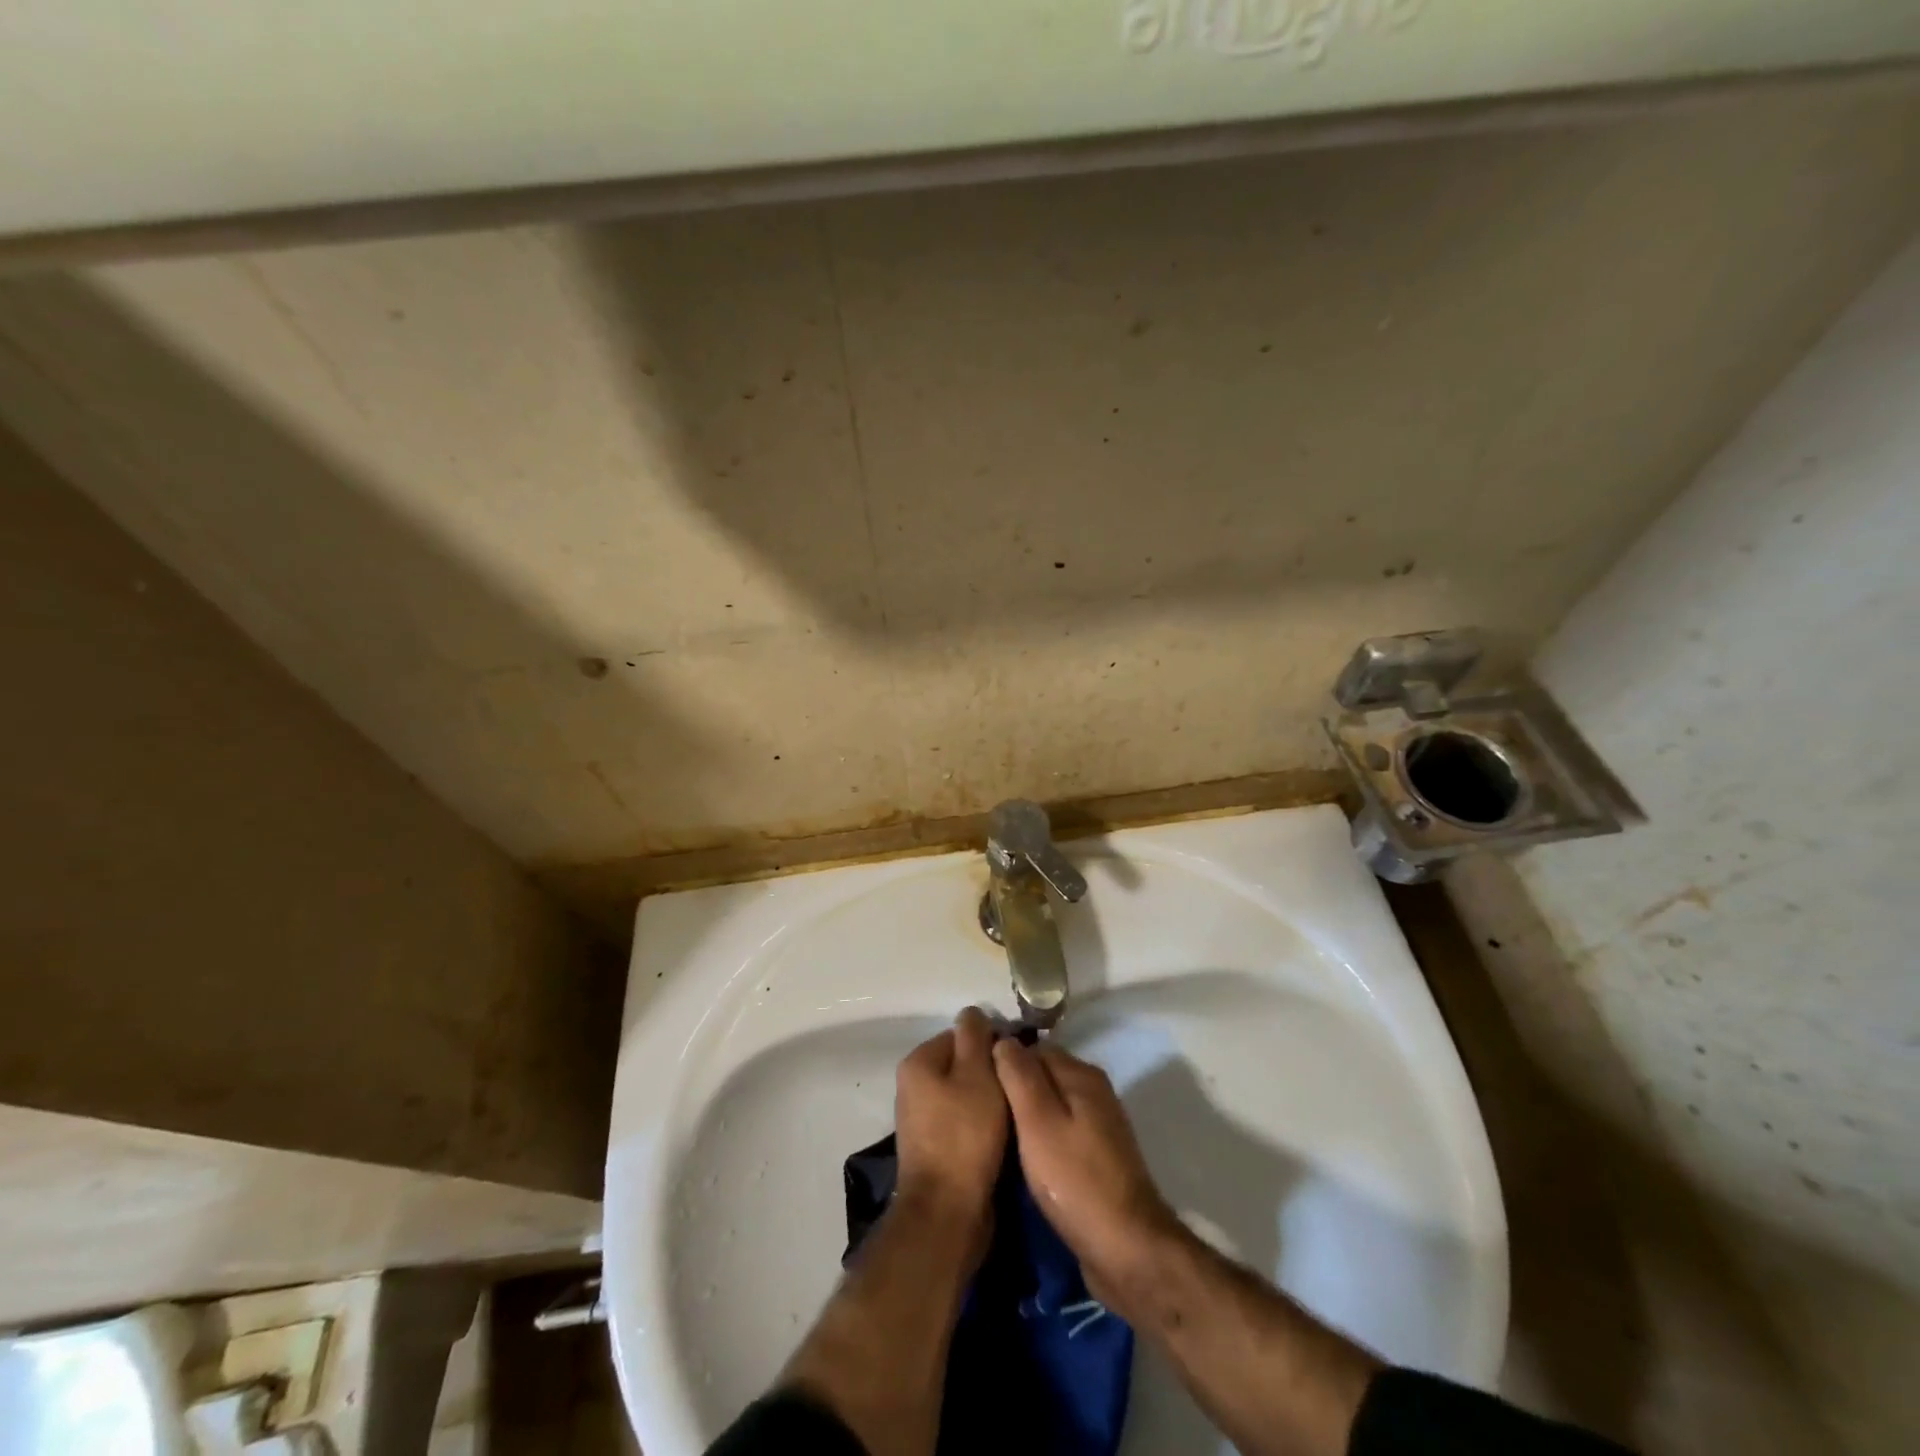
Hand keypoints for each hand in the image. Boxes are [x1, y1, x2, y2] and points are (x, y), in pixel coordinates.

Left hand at [893, 1007, 1008, 1248]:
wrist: (947, 1211)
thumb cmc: (965, 1135)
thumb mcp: (977, 1075)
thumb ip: (976, 1037)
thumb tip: (972, 1012)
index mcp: (918, 1062)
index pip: (961, 1034)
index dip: (991, 1043)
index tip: (1018, 1060)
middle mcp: (913, 1086)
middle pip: (962, 1064)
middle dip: (991, 1072)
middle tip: (1020, 1086)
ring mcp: (921, 1119)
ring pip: (965, 1094)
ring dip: (989, 1100)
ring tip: (1016, 1110)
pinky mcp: (934, 1148)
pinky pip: (963, 1122)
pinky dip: (982, 1124)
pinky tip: (1003, 1135)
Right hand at [993, 1039, 1179, 1306]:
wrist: (1126, 1248)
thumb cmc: (1075, 1179)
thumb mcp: (1038, 1121)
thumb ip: (1019, 1075)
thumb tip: (1003, 1039)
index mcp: (1081, 1074)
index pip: (1031, 1048)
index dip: (1001, 1061)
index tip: (974, 1083)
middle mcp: (1093, 1091)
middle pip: (1042, 1074)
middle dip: (1013, 1088)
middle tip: (980, 1111)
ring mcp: (1099, 1124)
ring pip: (1051, 1104)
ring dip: (1025, 1115)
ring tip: (994, 1134)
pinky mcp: (1097, 1155)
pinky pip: (1060, 1130)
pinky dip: (1040, 1137)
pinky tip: (1022, 1157)